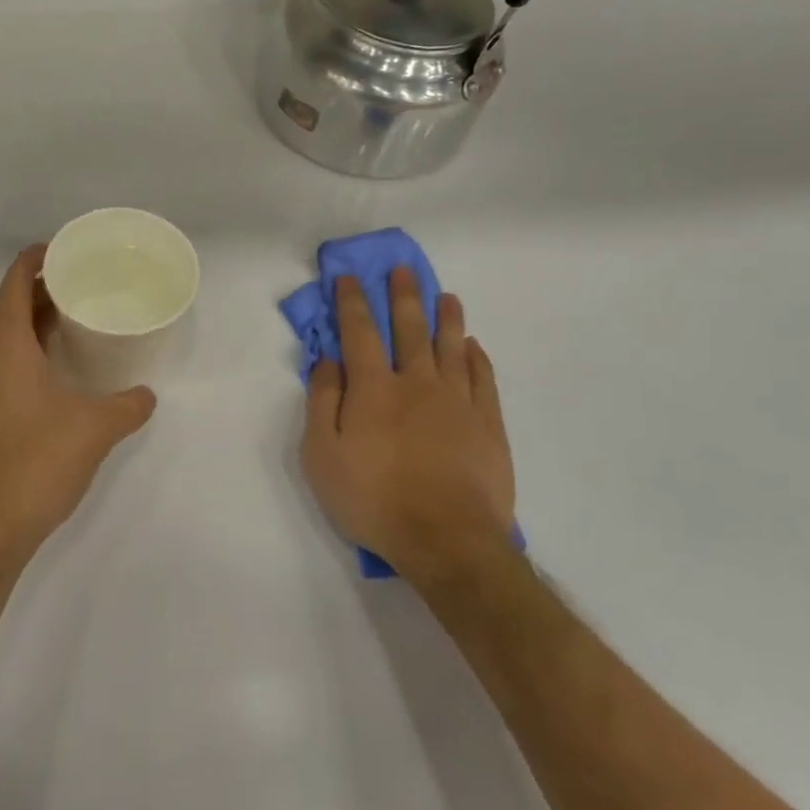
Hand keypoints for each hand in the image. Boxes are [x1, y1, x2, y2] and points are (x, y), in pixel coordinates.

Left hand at [0, 245, 156, 565]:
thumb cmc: (36, 461)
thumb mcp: (94, 428)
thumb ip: (128, 405)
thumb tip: (147, 395)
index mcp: (4, 342)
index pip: (16, 279)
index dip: (41, 257)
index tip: (73, 251)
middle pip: (11, 302)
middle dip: (46, 286)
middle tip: (89, 281)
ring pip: (7, 333)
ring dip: (38, 319)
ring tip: (81, 316)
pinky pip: (6, 360)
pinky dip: (31, 348)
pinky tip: (63, 366)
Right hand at [300, 271, 515, 580]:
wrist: (447, 540)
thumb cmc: (373, 498)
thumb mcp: (321, 455)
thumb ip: (322, 402)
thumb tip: (327, 360)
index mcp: (373, 388)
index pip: (359, 331)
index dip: (352, 301)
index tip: (348, 277)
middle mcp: (416, 383)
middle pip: (410, 328)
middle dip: (404, 296)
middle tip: (404, 269)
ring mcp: (457, 401)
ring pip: (450, 346)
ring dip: (446, 317)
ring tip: (446, 296)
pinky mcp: (487, 424)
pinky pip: (483, 378)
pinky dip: (476, 357)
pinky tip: (472, 346)